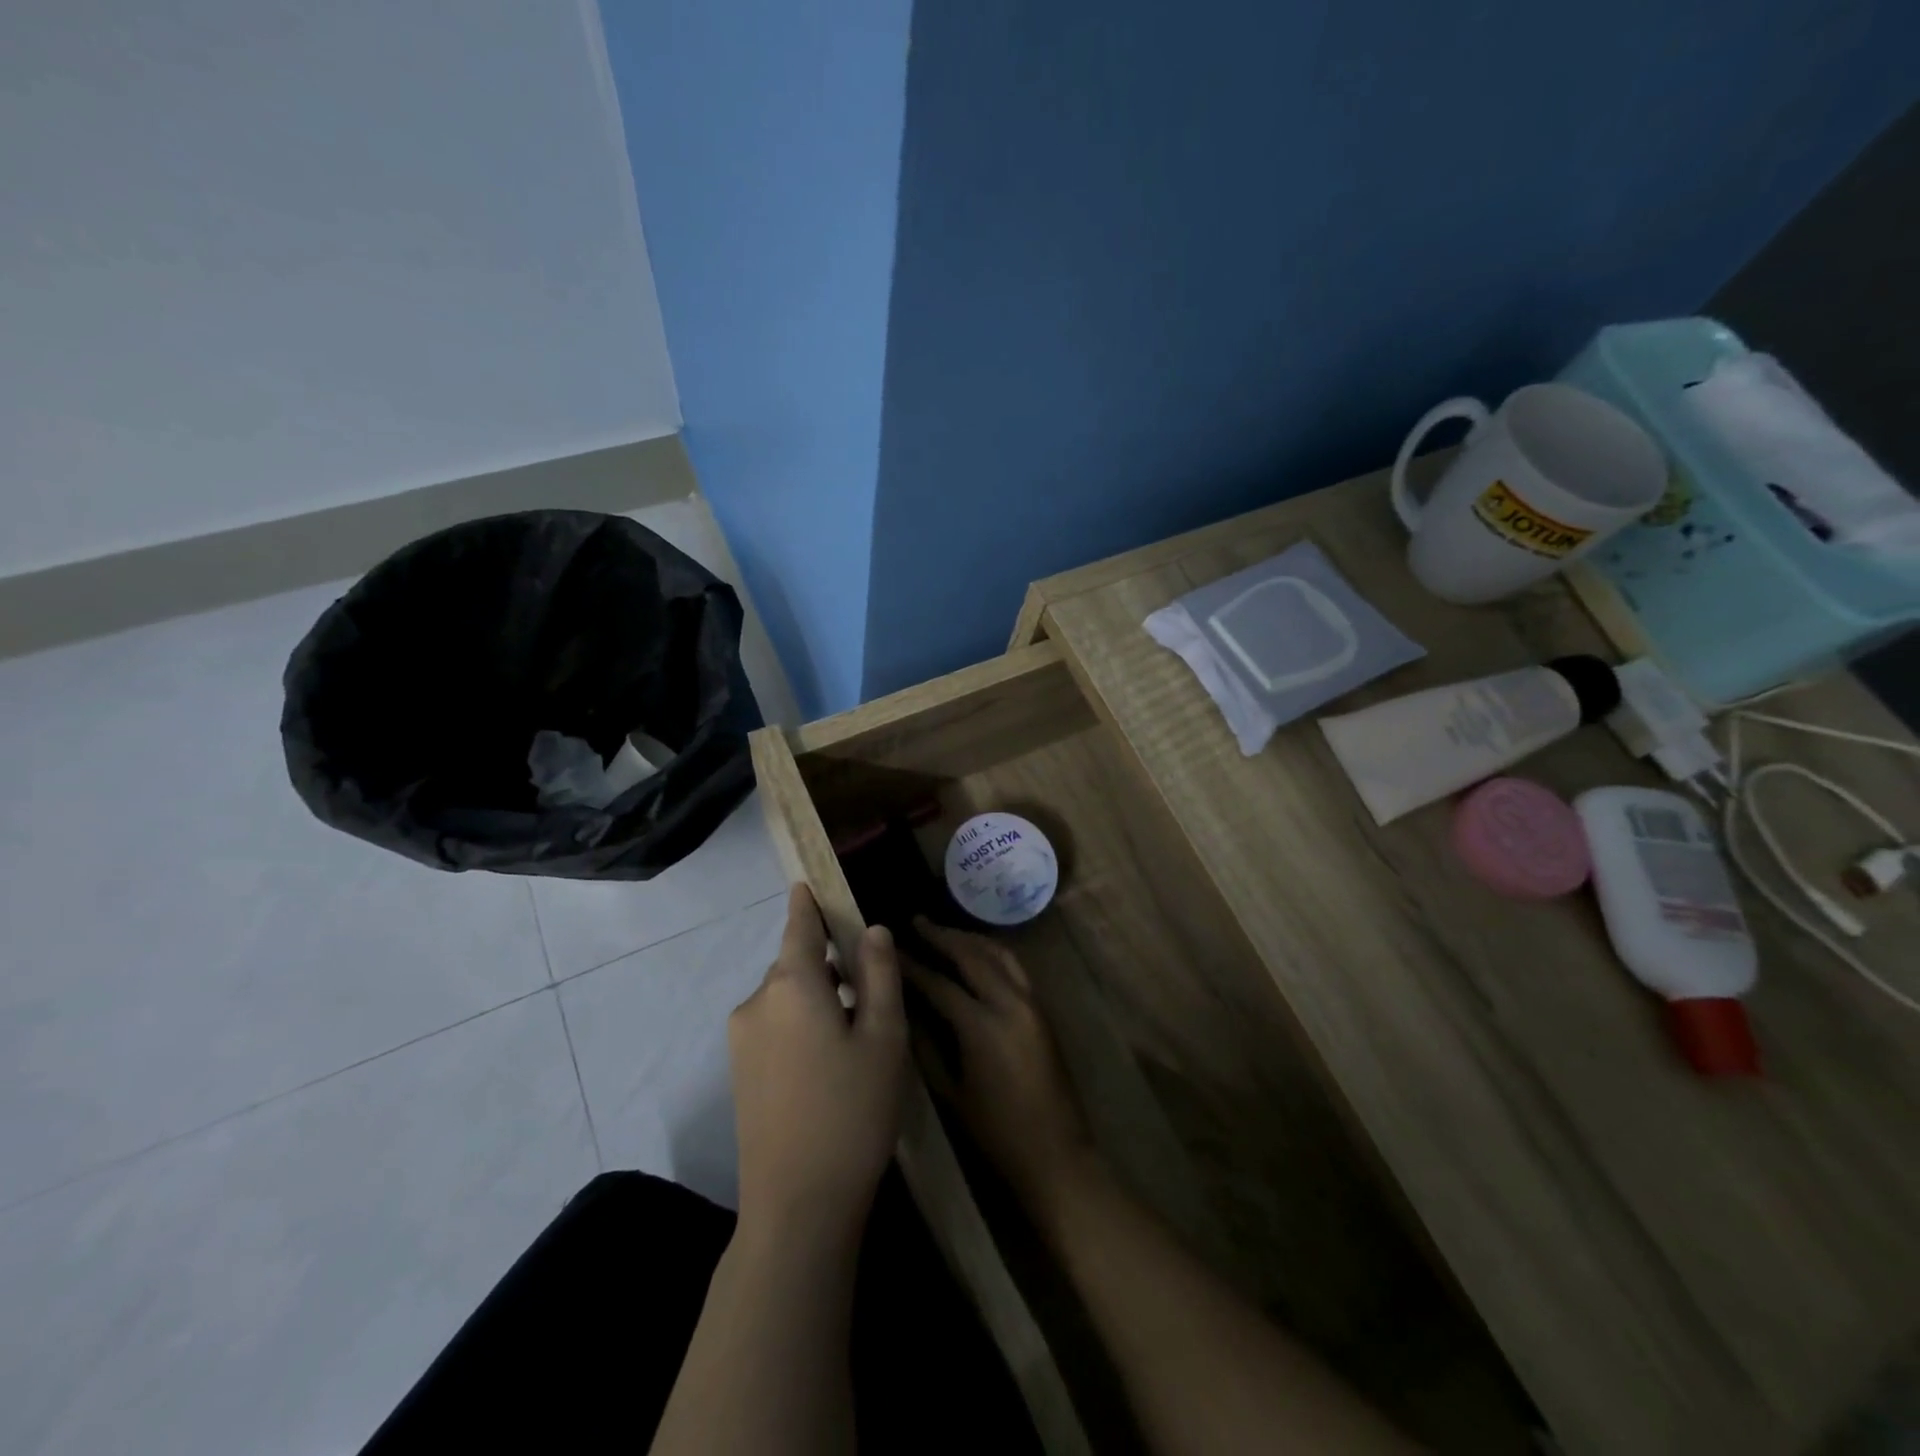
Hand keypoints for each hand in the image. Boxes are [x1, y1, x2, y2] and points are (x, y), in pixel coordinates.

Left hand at [728, 885, 906, 1247]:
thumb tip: (872, 930)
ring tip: (856, 1029)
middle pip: (795, 964)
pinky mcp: (739, 1073)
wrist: (797, 1206)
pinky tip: (829, 1060)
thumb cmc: (853, 1111)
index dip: (806, 903)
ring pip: (785, 997)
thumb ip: (879, 975)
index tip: (807, 884)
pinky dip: (800, 1024)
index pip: (799, 926)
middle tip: (869, 984)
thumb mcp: (884, 1038)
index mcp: (793, 984)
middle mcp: (758, 1002)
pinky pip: (774, 1026)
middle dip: (827, 963)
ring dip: (816, 997)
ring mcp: (742, 1039)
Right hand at [904, 919, 1096, 1216]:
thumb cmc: (996, 1132)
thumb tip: (904, 1010)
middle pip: (972, 956)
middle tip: (916, 922)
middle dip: (942, 936)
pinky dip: (992, 952)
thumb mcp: (951, 1093)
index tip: (890, 950)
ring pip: (999, 954)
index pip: (940, 983)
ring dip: (970, 939)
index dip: (912, 965)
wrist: (1056, 1153)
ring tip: (944, 931)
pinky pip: (1015, 967)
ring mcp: (1031, 1003)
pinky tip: (976, 953)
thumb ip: (926, 1047)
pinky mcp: (1042, 1009)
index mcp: (982, 1026)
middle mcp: (1010, 1004)